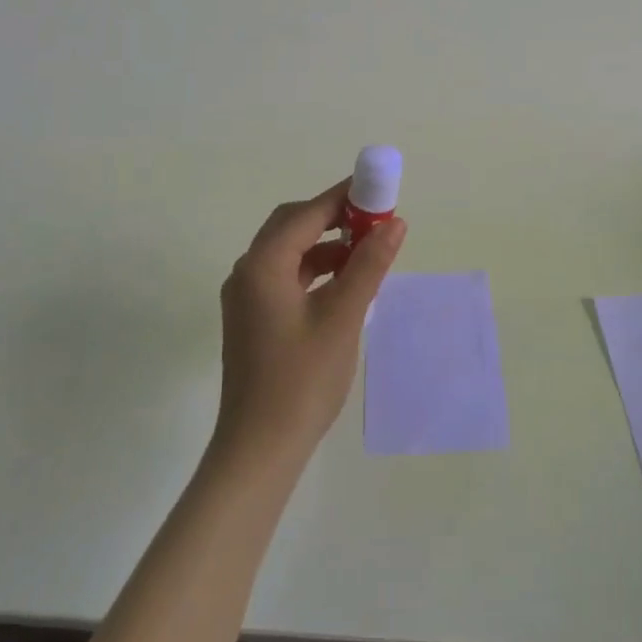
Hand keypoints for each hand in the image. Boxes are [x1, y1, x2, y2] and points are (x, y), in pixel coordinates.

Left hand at [213, 180, 406, 471]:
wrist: (259, 450)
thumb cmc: (302, 380)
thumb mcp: (343, 317)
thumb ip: (369, 265)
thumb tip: (395, 223)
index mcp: (263, 264)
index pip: (307, 213)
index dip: (343, 197)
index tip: (378, 191)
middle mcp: (247, 271)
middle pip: (292, 225)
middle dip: (333, 217)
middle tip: (373, 219)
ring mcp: (245, 296)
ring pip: (288, 251)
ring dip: (325, 244)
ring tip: (366, 252)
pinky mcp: (251, 318)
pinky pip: (285, 276)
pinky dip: (314, 270)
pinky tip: (343, 284)